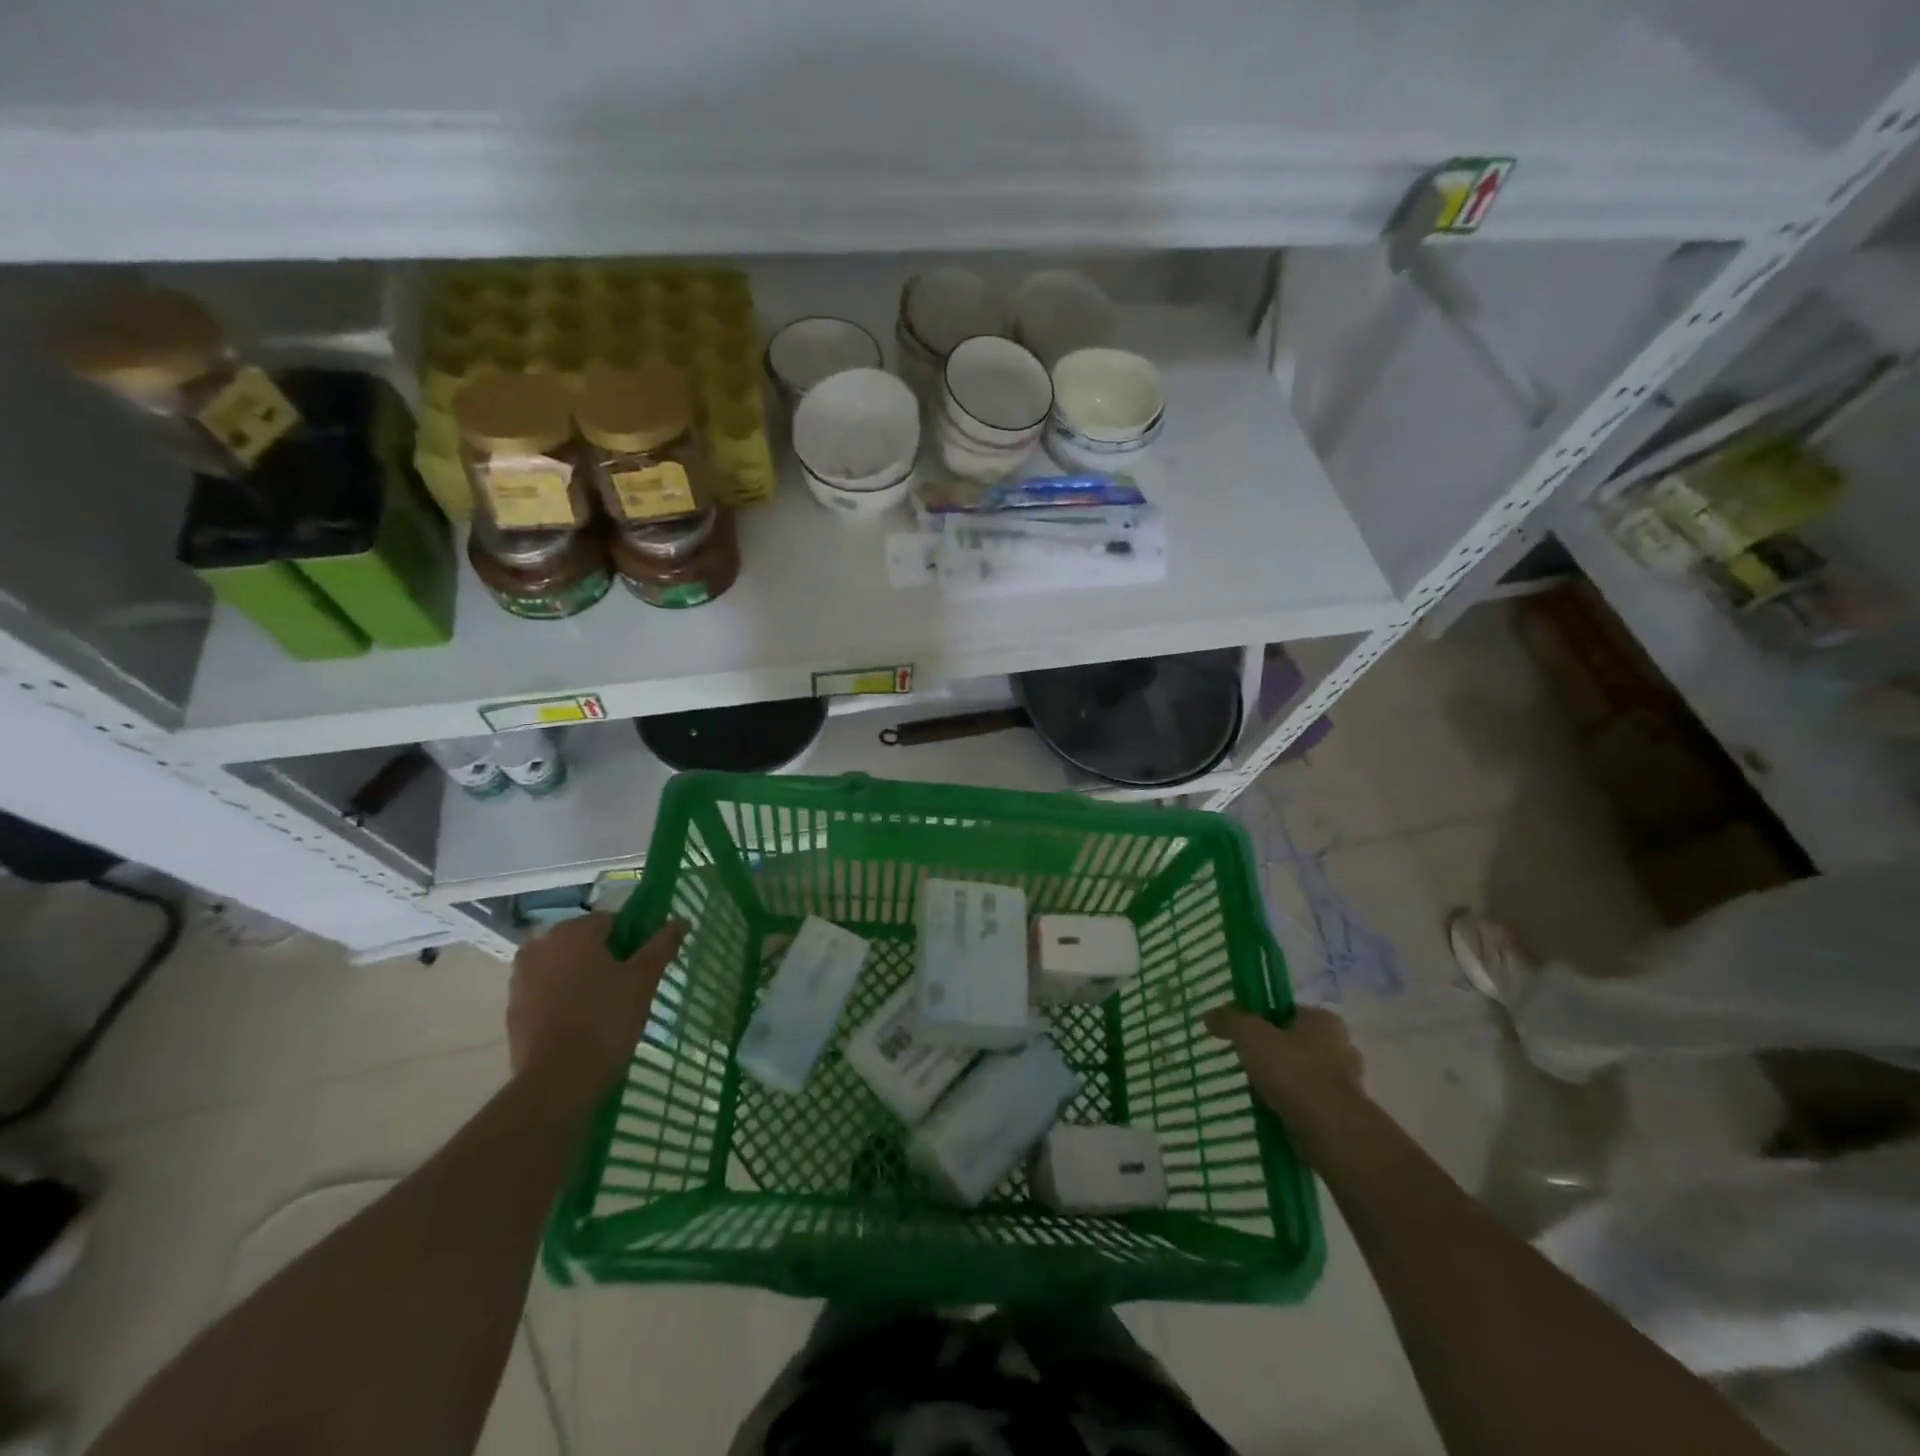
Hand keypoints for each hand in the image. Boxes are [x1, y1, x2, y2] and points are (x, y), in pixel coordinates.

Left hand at [507, 914, 687, 1101]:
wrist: (558, 1080)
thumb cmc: (606, 1019)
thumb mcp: (644, 979)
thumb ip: (662, 945)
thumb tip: (681, 920)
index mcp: (572, 931)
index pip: (612, 921)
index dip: (632, 939)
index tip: (643, 964)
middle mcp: (541, 945)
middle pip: (584, 942)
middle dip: (605, 957)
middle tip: (627, 985)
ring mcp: (521, 977)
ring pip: (563, 966)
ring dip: (582, 976)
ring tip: (605, 1005)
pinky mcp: (513, 1008)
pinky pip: (546, 991)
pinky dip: (562, 998)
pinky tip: (580, 1022)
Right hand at [1205, 1005, 1366, 1157]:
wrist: (1330, 1131)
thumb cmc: (1293, 1072)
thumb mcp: (1252, 1036)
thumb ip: (1231, 1020)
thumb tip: (1210, 1015)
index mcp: (1324, 1020)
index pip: (1288, 1011)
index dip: (1263, 1019)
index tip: (1243, 1034)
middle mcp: (1341, 1047)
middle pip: (1297, 1043)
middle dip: (1275, 1052)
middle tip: (1247, 1061)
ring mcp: (1346, 1083)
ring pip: (1303, 1074)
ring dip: (1283, 1081)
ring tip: (1256, 1090)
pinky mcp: (1343, 1114)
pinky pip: (1309, 1102)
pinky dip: (1292, 1105)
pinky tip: (1272, 1111)